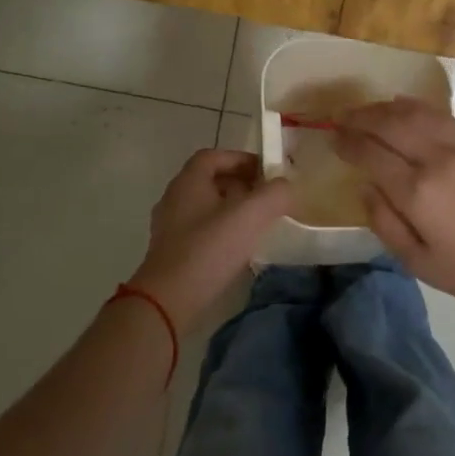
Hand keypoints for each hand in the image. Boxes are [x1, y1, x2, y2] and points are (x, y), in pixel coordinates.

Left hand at [129, 150, 292, 332]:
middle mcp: (175, 198)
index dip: (242, 159)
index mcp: (189, 181)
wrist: (168, 300)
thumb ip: (275, 194)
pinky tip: (239, 248)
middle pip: (210, 180)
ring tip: (258, 224)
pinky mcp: (172, 252)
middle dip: (241, 184)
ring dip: (232, 209)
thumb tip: (286, 186)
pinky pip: (201, 230)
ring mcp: (170, 226)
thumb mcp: (250, 215)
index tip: (267, 173)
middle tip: (267, 198)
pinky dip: (222, 231)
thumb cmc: (209, 249)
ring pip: (206, 206)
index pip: (215, 156)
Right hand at [335, 97, 454, 315]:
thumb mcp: (417, 262)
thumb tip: (365, 186)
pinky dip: (415, 106)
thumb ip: (384, 222)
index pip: (370, 153)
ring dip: (384, 107)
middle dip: (359, 118)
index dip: (347, 142)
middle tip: (341, 119)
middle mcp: (435, 159)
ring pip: (414, 112)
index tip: (332, 138)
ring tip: (365, 111)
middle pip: (388, 123)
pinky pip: (440, 114)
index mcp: (417, 192)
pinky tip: (401, 107)